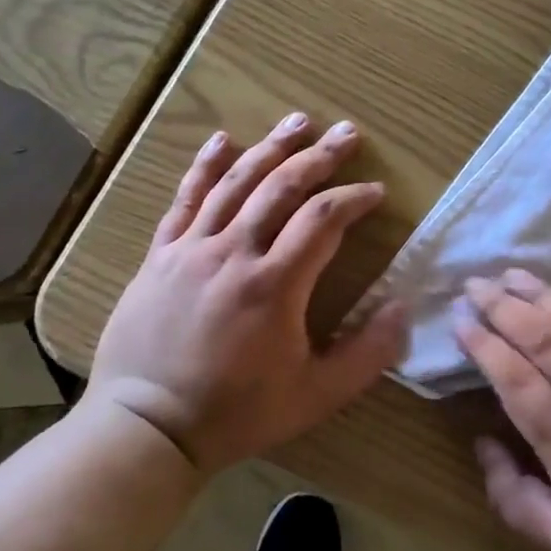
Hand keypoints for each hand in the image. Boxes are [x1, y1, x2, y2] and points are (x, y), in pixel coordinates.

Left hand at [86, 113, 406, 472]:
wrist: (145, 429)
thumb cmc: (236, 413)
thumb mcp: (316, 395)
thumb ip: (368, 353)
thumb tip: (404, 306)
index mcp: (274, 285)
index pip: (323, 219)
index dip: (354, 199)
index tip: (376, 193)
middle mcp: (233, 253)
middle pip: (282, 186)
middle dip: (320, 156)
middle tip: (347, 133)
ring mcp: (192, 249)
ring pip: (236, 181)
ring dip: (271, 147)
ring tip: (299, 120)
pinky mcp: (161, 255)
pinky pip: (185, 199)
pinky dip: (205, 166)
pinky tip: (222, 139)